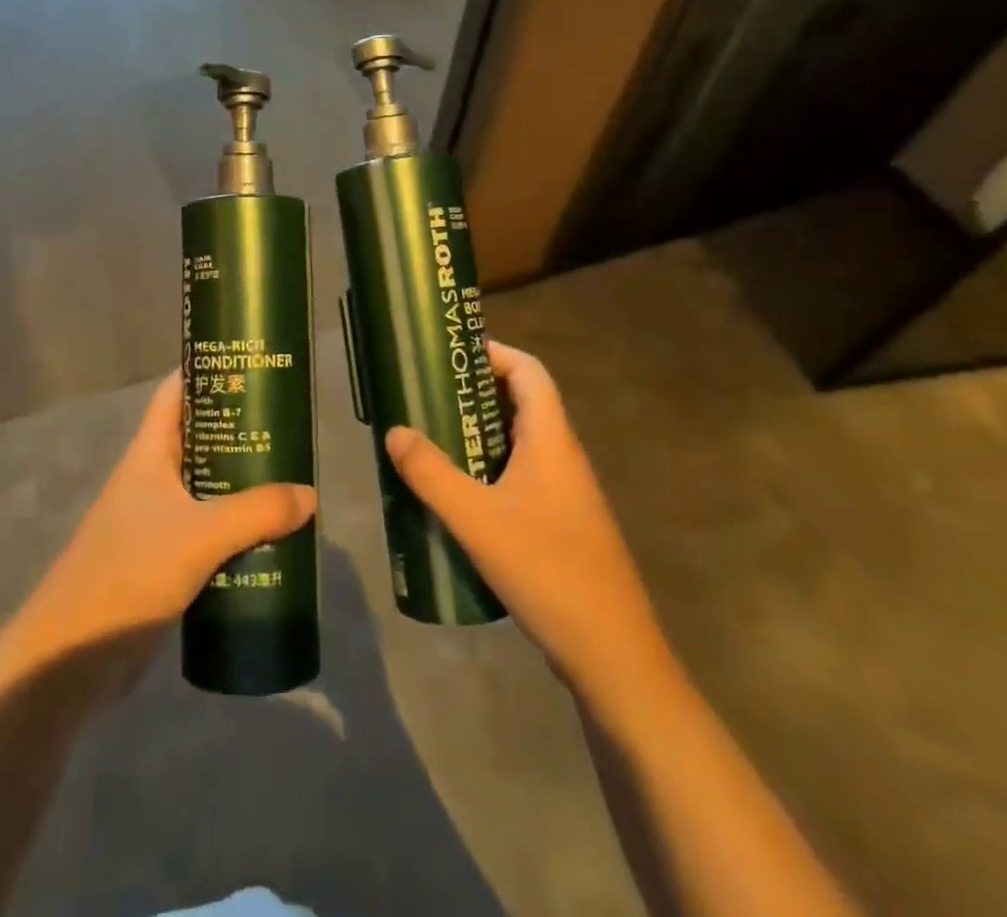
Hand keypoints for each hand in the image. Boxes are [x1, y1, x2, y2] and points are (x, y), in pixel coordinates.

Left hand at [2, 370, 315, 693]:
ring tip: (291, 478)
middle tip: (288, 425)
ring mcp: (155, 522)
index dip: (206, 370)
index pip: (175, 392)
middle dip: (240, 430)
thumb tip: (309, 495)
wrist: (70, 659)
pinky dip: (236, 529)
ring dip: (243, 484)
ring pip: (207, 488)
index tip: (250, 362)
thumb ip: (257, 512)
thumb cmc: (128, 573)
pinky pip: (208, 532)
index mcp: (149, 454)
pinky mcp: (163, 562)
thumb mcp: (200, 535)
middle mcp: (152, 479)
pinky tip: (270, 537)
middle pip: (199, 439)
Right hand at [384, 341, 672, 710]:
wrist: (611, 653)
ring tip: (434, 439)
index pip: (529, 371)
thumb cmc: (546, 570)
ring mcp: (567, 493)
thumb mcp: (476, 519)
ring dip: (480, 434)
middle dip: (476, 393)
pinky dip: (491, 469)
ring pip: (521, 443)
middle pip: (523, 403)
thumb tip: (395, 431)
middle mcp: (563, 457)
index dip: (494, 353)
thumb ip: (430, 473)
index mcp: (551, 440)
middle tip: (429, 397)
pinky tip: (459, 496)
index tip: (451, 355)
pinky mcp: (563, 525)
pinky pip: (523, 476)